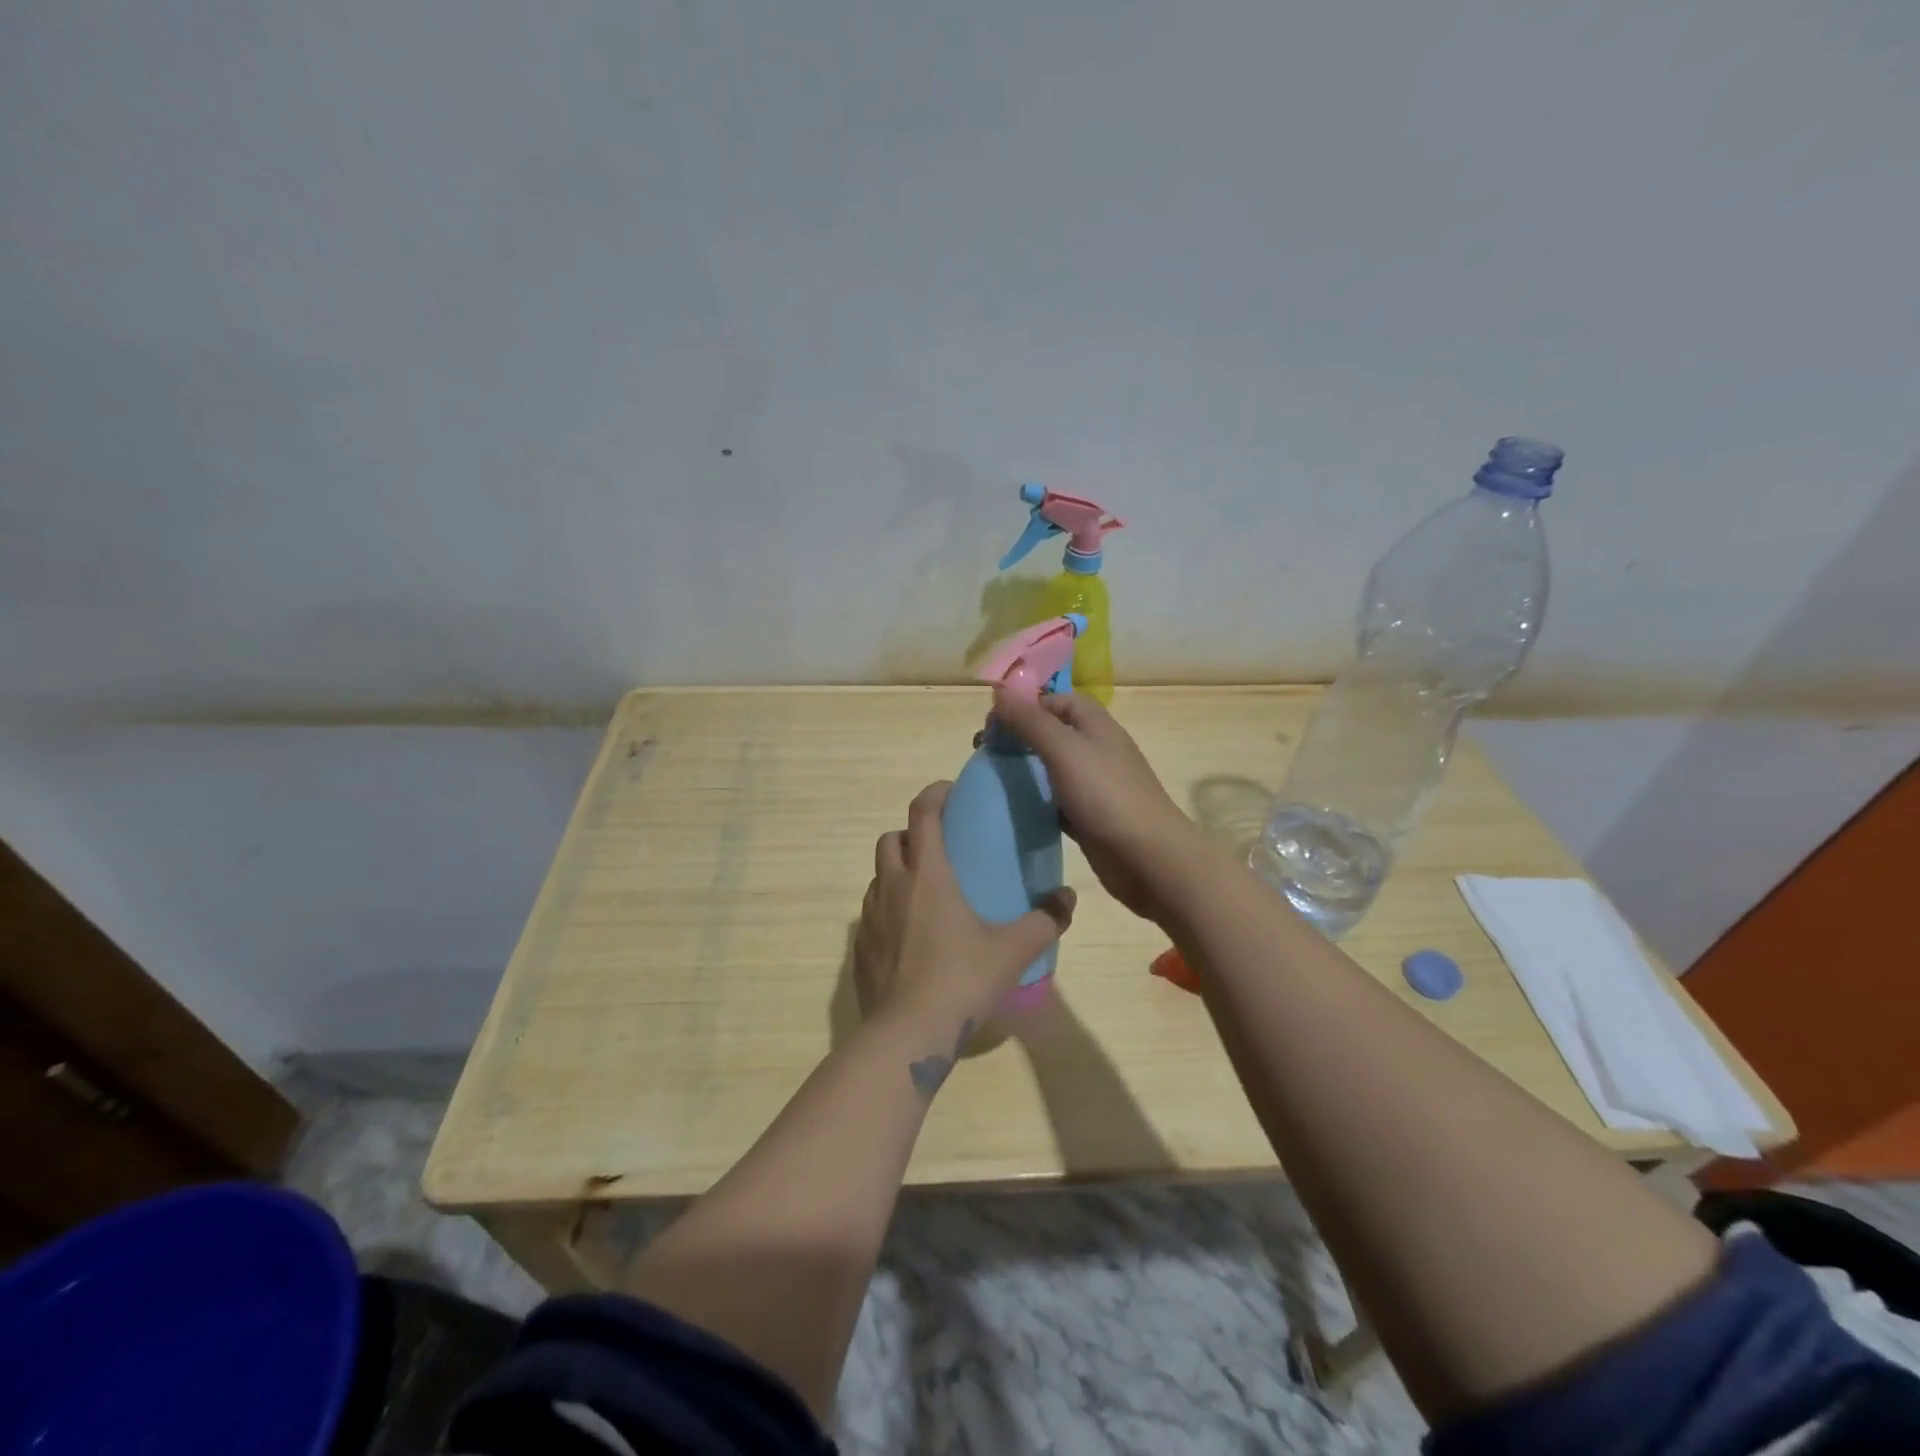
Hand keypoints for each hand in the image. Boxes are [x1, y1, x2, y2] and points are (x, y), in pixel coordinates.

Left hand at [855, 781, 1077, 1036]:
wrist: (907, 1035)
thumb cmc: (961, 980)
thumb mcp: (1012, 950)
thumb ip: (1045, 920)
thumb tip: (1068, 898)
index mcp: (927, 874)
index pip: (922, 813)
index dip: (934, 794)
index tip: (951, 792)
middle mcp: (892, 885)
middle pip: (891, 838)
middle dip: (912, 833)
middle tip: (940, 849)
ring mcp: (870, 916)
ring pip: (878, 875)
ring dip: (898, 871)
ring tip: (926, 892)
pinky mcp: (860, 947)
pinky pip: (871, 912)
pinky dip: (888, 908)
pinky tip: (911, 934)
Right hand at [990, 689, 1211, 924]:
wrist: (1148, 858)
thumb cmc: (1106, 796)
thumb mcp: (1064, 750)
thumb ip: (1031, 721)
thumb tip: (1000, 693)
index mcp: (1096, 726)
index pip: (1058, 700)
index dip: (1027, 704)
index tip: (994, 721)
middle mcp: (1096, 750)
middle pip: (1053, 732)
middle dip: (1020, 736)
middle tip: (985, 751)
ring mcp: (1094, 785)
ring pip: (1052, 768)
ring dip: (1025, 769)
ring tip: (992, 778)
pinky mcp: (1089, 816)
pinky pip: (1056, 800)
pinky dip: (1036, 800)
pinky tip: (1013, 809)